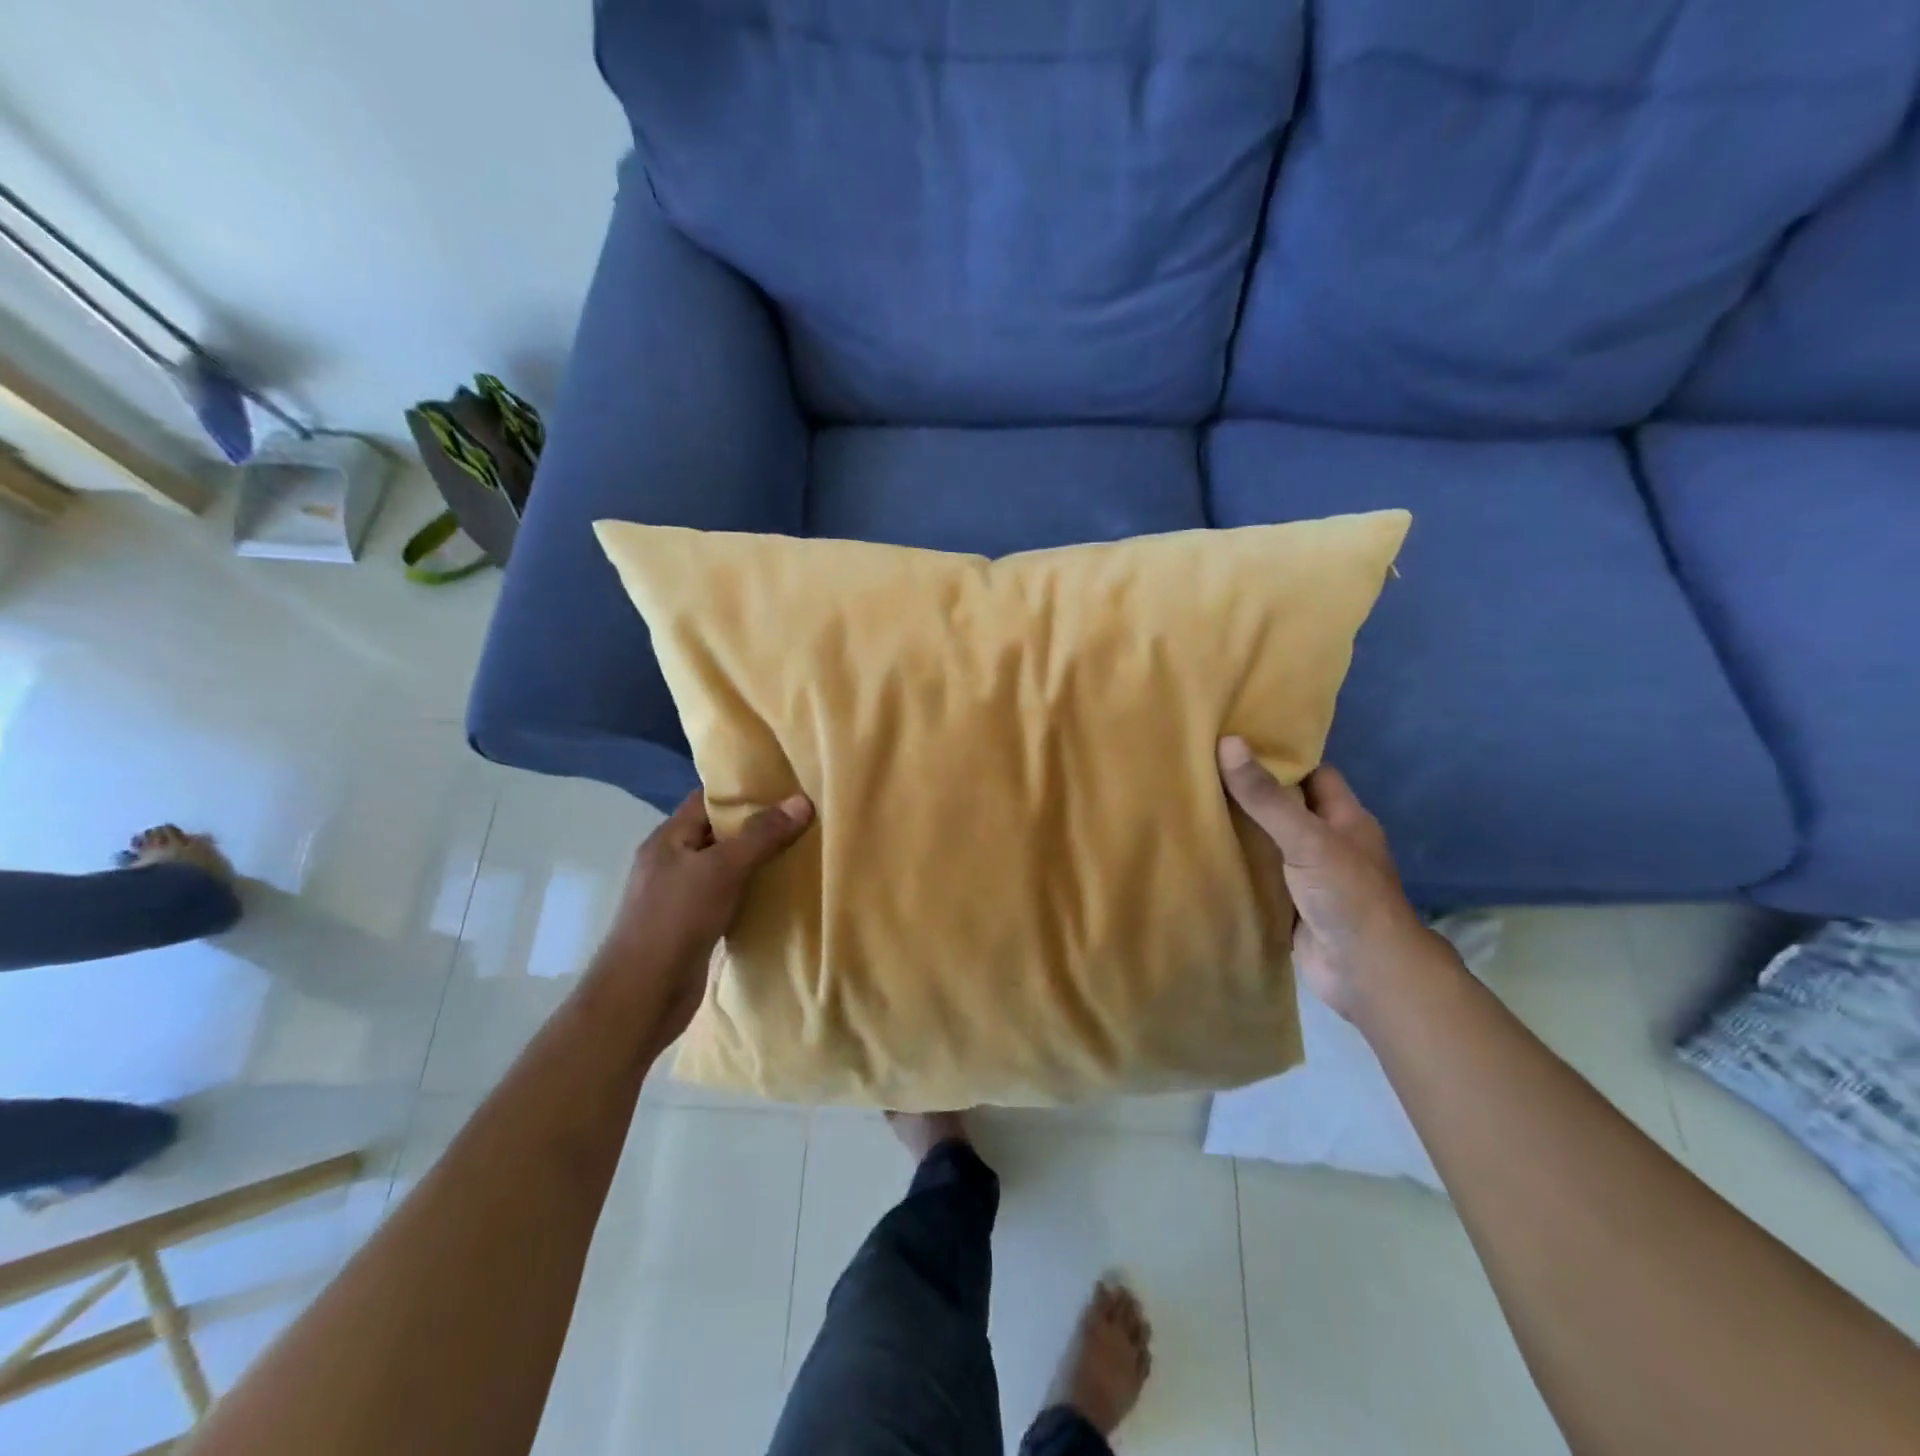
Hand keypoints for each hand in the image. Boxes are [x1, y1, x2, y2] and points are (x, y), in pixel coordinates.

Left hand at [589, 789, 813, 1045]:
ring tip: (799, 851)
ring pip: (725, 868)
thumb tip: (801, 801)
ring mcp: (680, 897)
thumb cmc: (676, 920)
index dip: (741, 791)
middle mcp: (671, 863)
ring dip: (756, 862)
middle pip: (718, 834)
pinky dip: (751, 894)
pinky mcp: (692, 927)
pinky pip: (727, 899)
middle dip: (756, 826)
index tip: (783, 786)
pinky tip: (779, 894)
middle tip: (801, 817)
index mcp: (668, 840)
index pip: (705, 801)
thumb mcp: (722, 869)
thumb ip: (761, 835)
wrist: (642, 996)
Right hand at [1217, 737, 1437, 1020]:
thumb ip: (1266, 797)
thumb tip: (1228, 742)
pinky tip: (1200, 853)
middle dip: (1250, 793)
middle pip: (1285, 808)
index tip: (1236, 741)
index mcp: (1344, 818)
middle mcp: (1328, 843)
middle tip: (1201, 771)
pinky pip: (1258, 877)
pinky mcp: (1289, 905)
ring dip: (1239, 831)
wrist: (1365, 973)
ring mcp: (1308, 876)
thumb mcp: (1306, 838)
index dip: (1280, 756)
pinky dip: (1236, 867)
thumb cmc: (1347, 895)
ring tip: (1190, 804)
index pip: (1312, 773)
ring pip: (1269, 843)